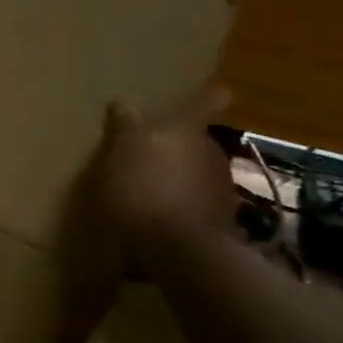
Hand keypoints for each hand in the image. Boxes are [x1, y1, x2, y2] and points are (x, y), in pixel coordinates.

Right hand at [95, 85, 238, 265]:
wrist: (179, 249)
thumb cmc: (143, 189)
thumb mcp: (121, 152)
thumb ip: (124, 126)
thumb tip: (122, 103)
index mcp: (187, 130)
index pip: (209, 100)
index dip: (208, 96)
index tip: (206, 94)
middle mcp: (212, 151)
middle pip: (199, 140)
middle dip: (179, 146)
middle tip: (150, 156)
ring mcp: (220, 187)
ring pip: (199, 172)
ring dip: (180, 179)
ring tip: (150, 193)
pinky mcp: (219, 220)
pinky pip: (198, 204)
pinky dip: (181, 207)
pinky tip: (159, 221)